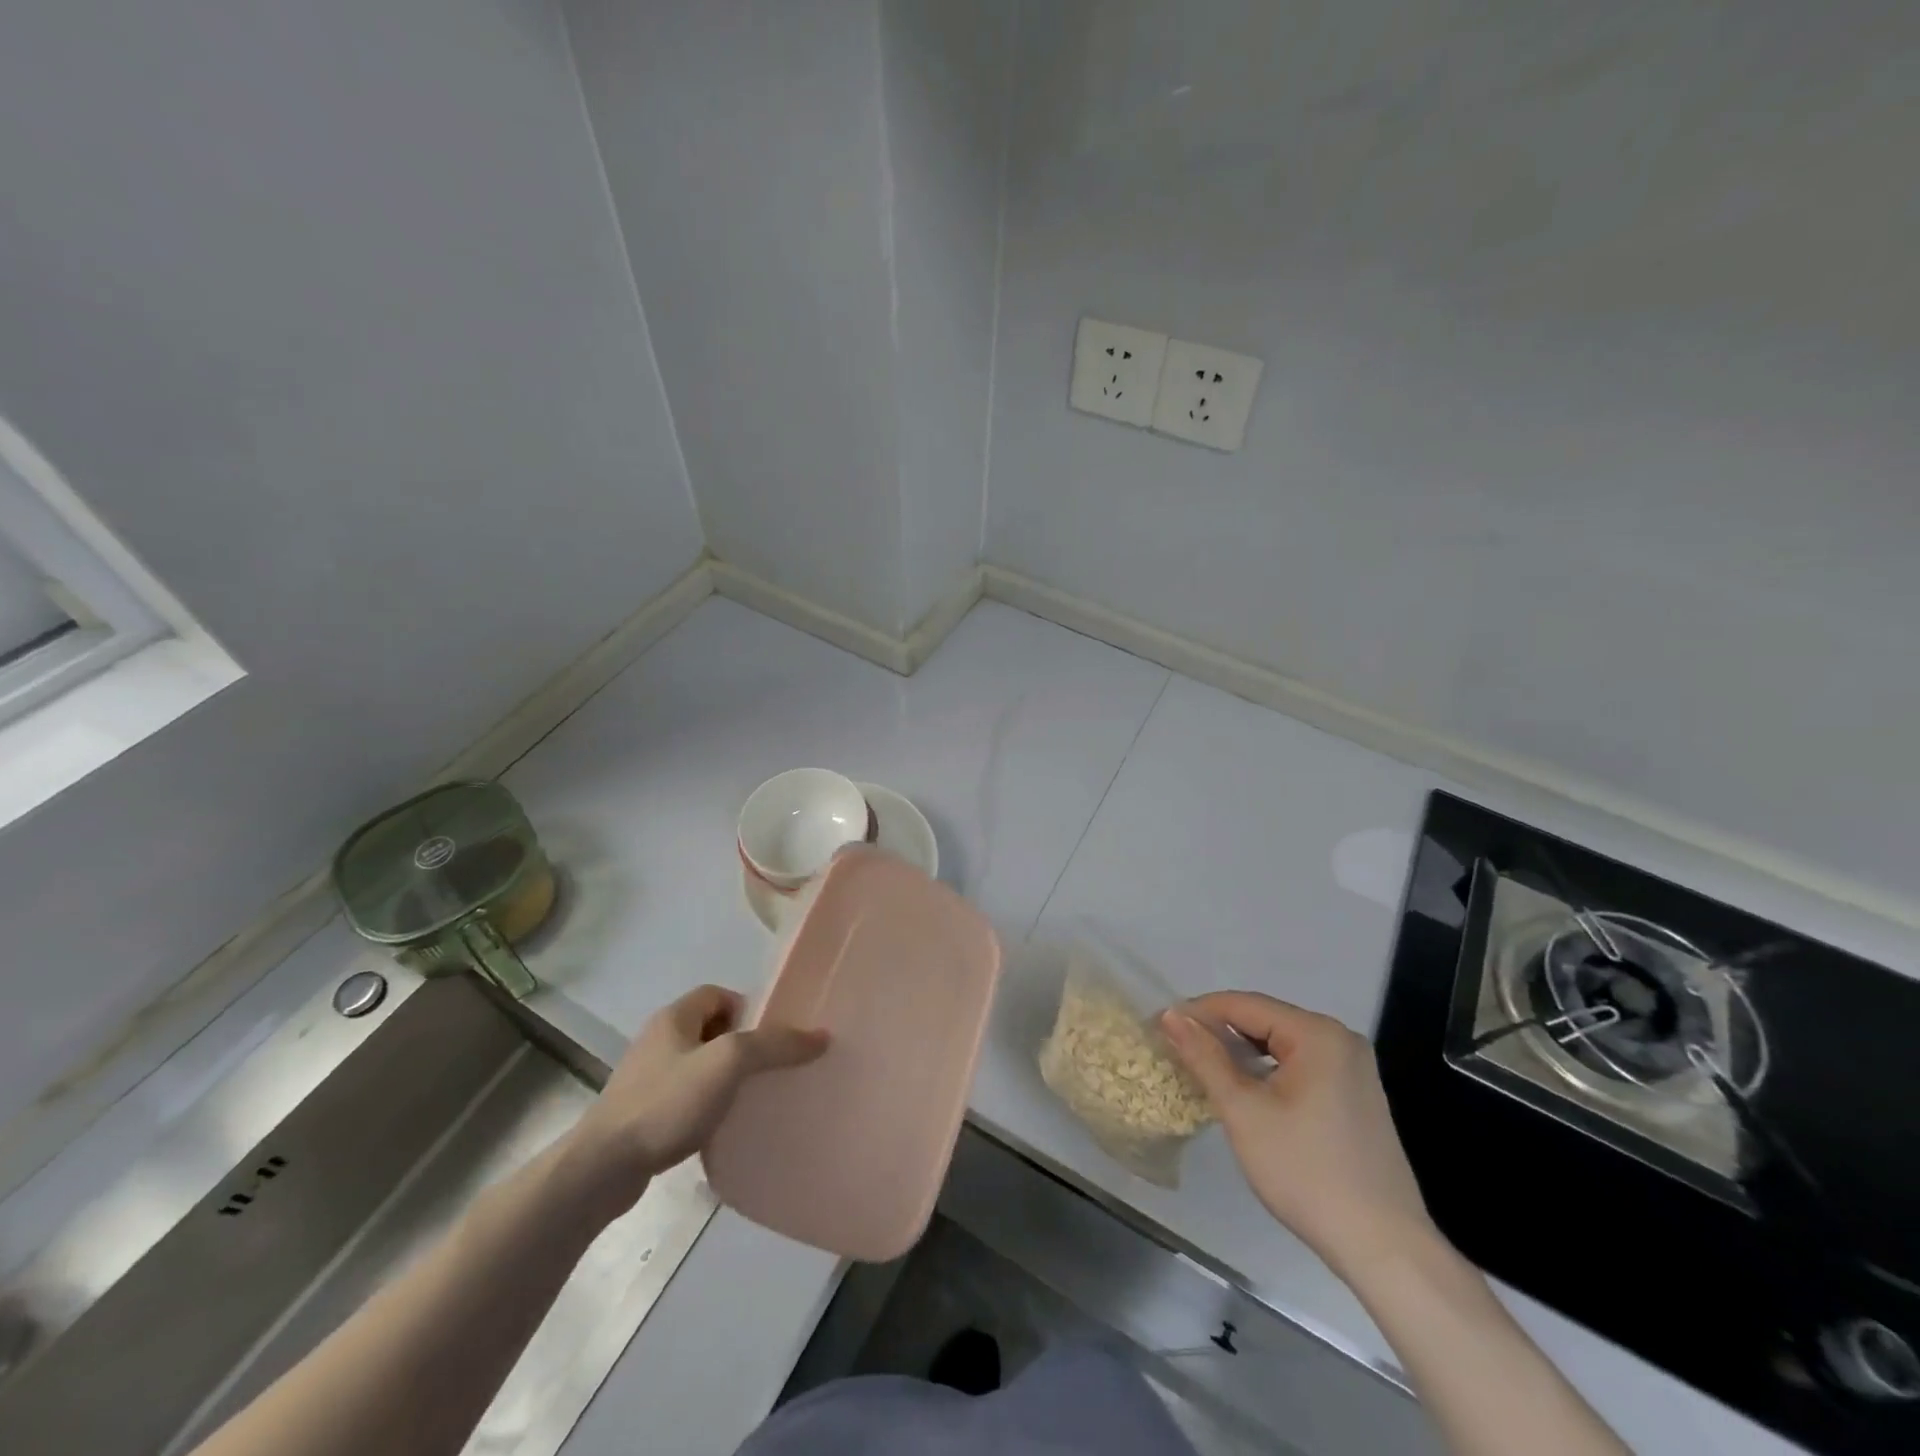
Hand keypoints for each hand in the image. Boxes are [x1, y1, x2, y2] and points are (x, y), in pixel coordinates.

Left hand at [565, 985, 827, 1212]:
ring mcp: (645, 1079)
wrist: (601, 1169)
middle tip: (766, 1068)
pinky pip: (683, 1098)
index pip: (717, 993)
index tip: (770, 1036)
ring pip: (697, 1065)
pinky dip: (704, 1106)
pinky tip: (720, 1128)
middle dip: (739, 1045)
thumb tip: (820, 1036)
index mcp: (674, 1017)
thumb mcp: (728, 1064)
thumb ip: (774, 1045)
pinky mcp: (640, 1115)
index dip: (747, 1008)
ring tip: (749, 1099)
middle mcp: (658, 1040)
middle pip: (709, 1029)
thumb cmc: (666, 1103)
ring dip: (722, 1078)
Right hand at [1161, 991, 1438, 1278]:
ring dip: (1241, 1053)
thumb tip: (1171, 1015)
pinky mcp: (1356, 1094)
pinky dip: (1267, 1071)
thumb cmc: (1306, 1172)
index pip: (1243, 1004)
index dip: (1197, 1013)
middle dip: (1219, 1033)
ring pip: (1280, 1044)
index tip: (1160, 1027)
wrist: (1384, 1248)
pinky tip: (1245, 1093)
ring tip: (1203, 1071)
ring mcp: (1353, 1067)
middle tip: (1177, 1051)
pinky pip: (1300, 1065)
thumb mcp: (1244, 1111)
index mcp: (1316, 1033)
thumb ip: (1205, 1056)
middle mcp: (1339, 1038)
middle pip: (1264, 1020)